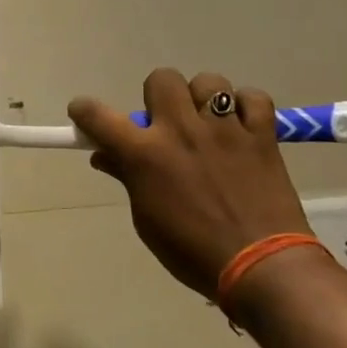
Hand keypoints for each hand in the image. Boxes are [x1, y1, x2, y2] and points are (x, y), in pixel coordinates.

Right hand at [69, 71, 311, 299]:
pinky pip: (255, 98)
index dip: (84, 111)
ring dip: (203, 99)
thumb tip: (106, 157)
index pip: (97, 115)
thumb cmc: (192, 251)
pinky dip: (247, 107)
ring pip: (209, 82)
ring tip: (209, 124)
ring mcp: (225, 130)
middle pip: (161, 79)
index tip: (85, 115)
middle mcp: (181, 131)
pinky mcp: (262, 136)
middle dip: (157, 96)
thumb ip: (129, 179)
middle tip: (165, 122)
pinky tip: (242, 127)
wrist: (262, 268)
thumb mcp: (147, 220)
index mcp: (144, 154)